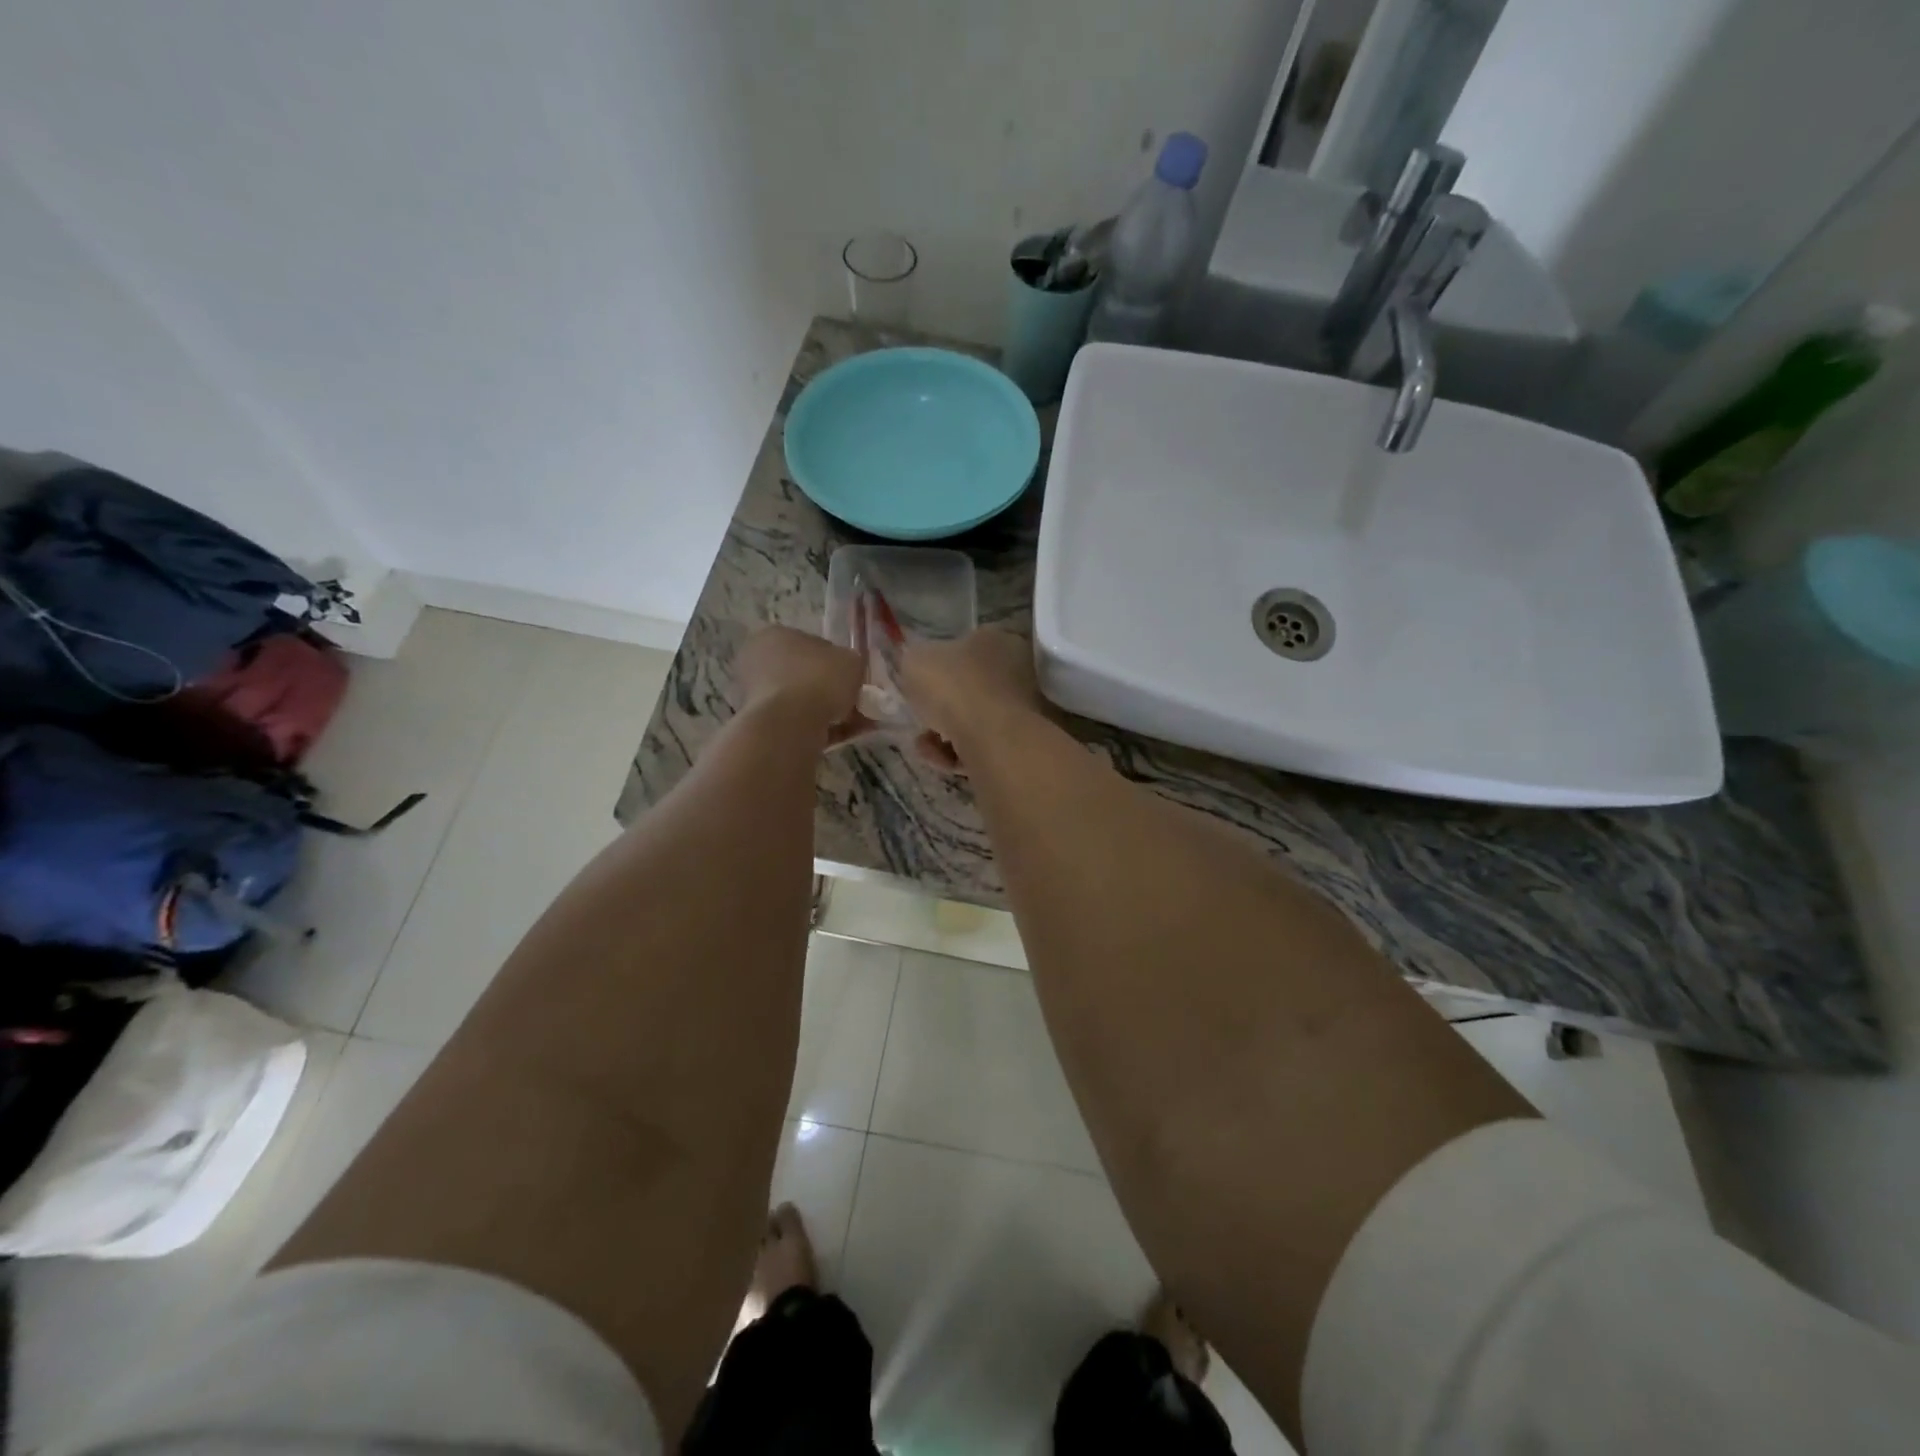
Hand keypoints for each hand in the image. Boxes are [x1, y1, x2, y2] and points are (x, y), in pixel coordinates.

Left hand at [734, 627, 870, 743]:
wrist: (790, 723)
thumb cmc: (818, 678)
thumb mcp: (851, 660)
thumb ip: (850, 662)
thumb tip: (847, 671)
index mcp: (775, 635)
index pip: (809, 645)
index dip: (834, 662)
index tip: (851, 678)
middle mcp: (758, 661)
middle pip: (804, 675)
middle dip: (831, 690)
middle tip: (856, 702)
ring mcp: (756, 695)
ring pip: (802, 701)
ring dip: (830, 711)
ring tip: (857, 724)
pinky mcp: (763, 724)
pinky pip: (799, 722)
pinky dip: (822, 728)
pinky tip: (845, 735)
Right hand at [898, 629, 1046, 767]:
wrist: (991, 735)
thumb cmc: (954, 686)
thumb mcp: (915, 660)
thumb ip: (915, 661)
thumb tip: (919, 668)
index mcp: (996, 640)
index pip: (965, 649)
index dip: (938, 669)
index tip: (919, 686)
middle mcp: (1017, 670)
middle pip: (968, 690)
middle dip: (939, 709)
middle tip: (920, 720)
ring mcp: (1022, 709)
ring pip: (972, 722)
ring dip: (943, 736)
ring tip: (926, 746)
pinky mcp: (1019, 743)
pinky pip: (981, 747)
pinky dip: (958, 755)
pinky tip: (942, 760)